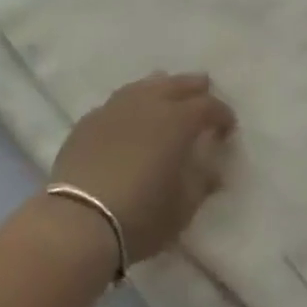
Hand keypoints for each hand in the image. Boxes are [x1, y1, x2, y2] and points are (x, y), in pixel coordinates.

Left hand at [50, 74, 234, 264]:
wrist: (79, 222)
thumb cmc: (141, 216)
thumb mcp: (184, 206)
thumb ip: (202, 181)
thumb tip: (213, 167)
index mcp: (177, 121)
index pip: (208, 106)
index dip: (222, 114)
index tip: (228, 128)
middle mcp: (148, 104)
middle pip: (177, 84)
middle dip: (195, 88)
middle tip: (204, 93)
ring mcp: (114, 108)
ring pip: (144, 86)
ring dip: (162, 87)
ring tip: (167, 93)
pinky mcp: (88, 121)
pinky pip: (118, 103)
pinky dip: (132, 105)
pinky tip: (130, 117)